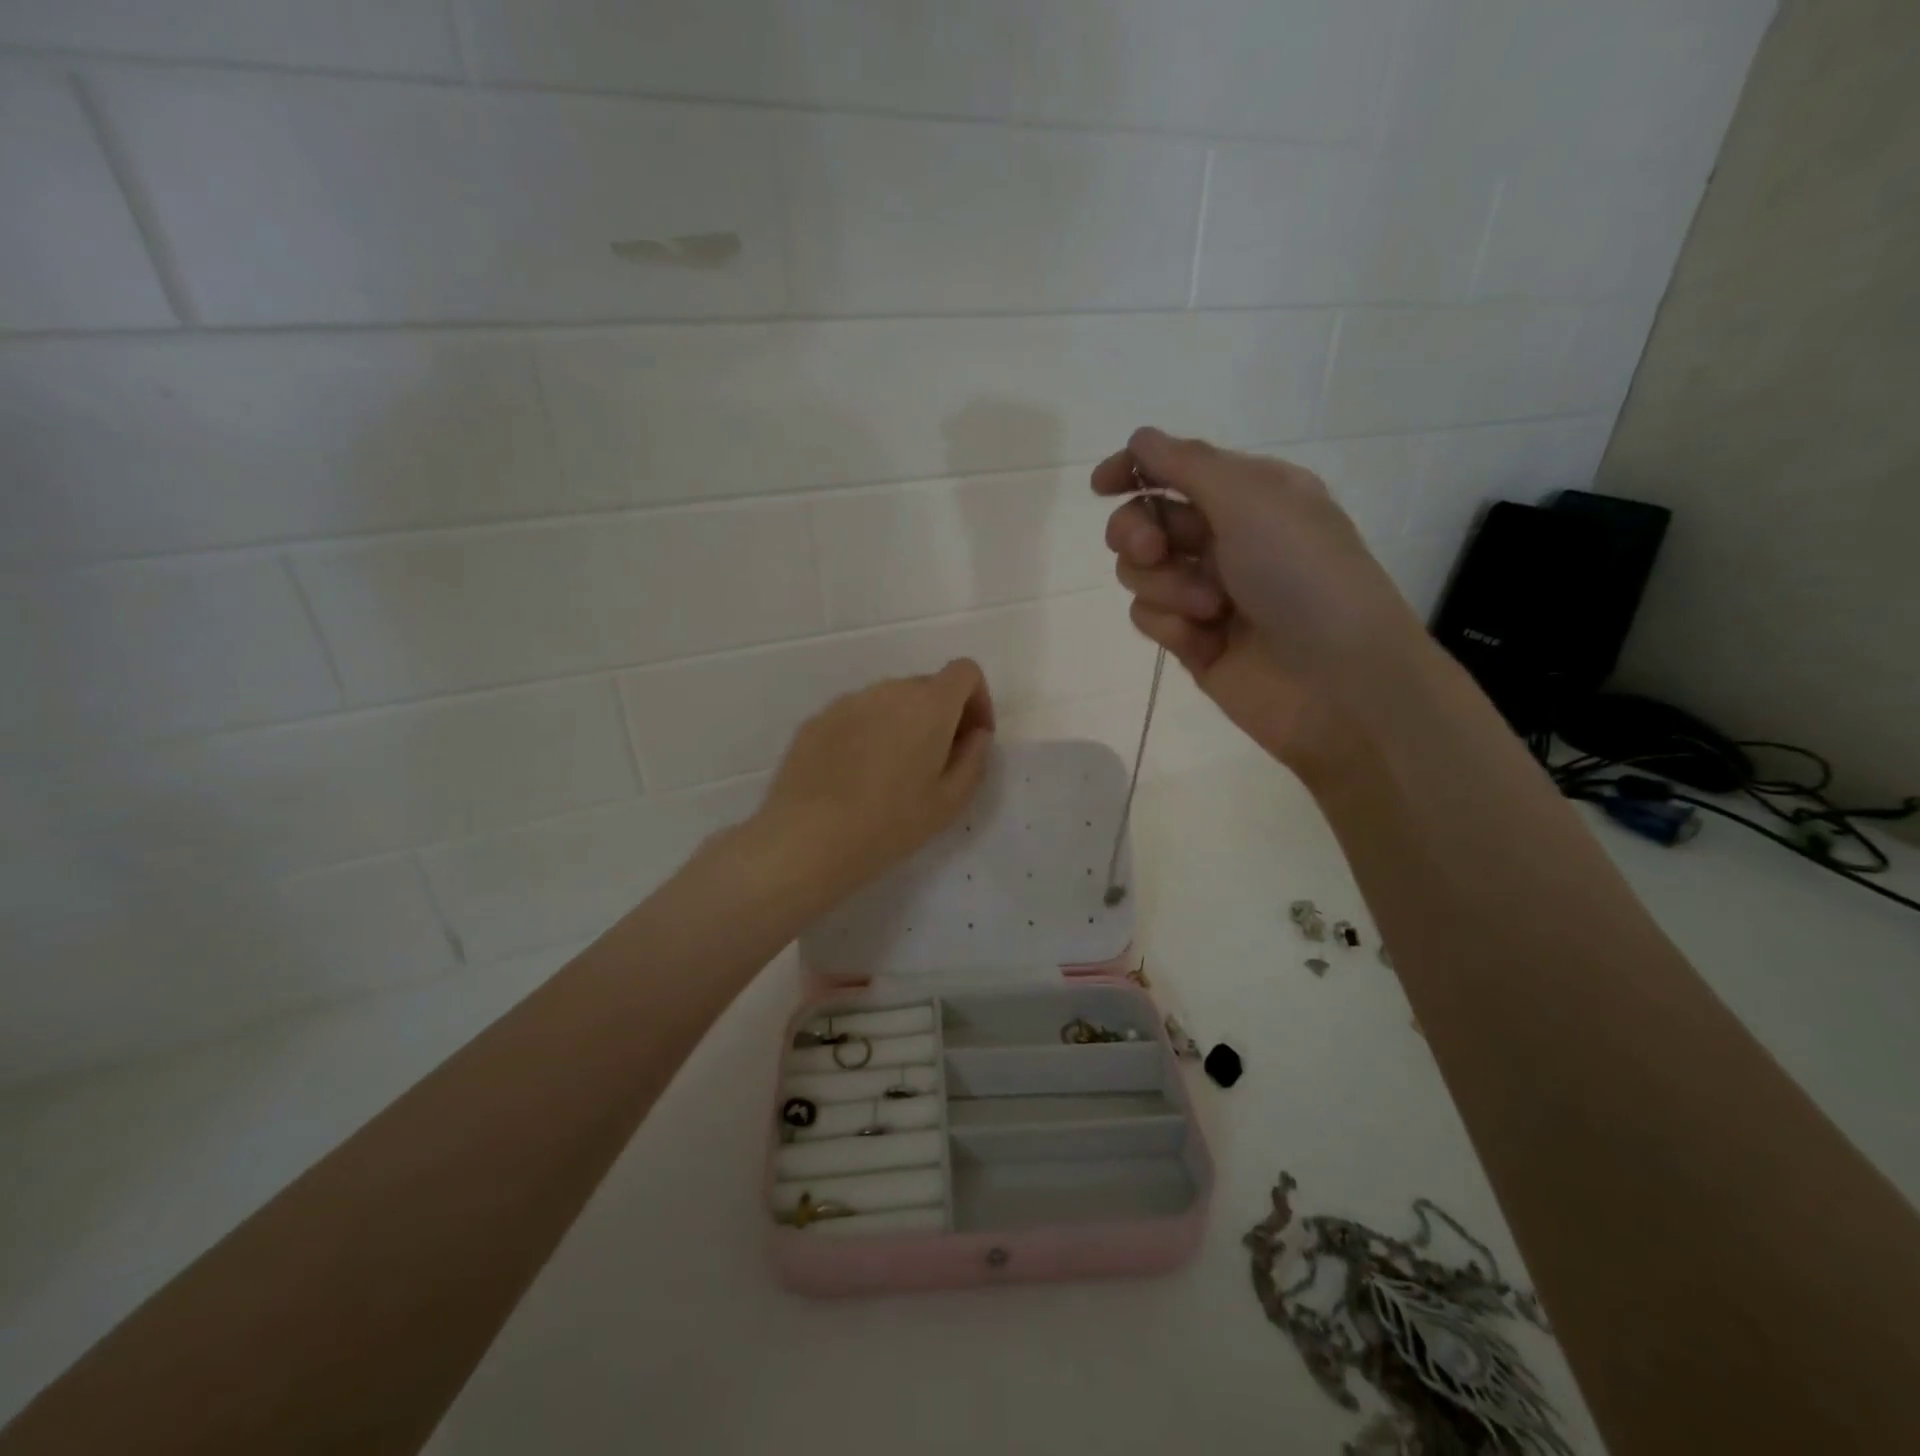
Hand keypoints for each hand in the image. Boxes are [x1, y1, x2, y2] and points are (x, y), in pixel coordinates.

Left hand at [754, 659, 995, 902]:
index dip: (977, 699)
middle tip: (935, 763)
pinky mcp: (817, 720)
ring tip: (892, 774)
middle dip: (941, 716)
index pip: (964, 672)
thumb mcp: (950, 802)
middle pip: (926, 687)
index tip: (972, 737)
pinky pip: (856, 716)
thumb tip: (975, 733)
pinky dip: (867, 734)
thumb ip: (974, 758)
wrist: (807, 839)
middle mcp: (889, 690)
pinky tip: (855, 778)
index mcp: (929, 705)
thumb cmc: (890, 824)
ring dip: (902, 724)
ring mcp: (848, 702)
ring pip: (889, 701)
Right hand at [1093, 426, 1428, 775]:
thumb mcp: (1252, 500)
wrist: (1338, 682)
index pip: (1176, 468)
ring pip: (1140, 573)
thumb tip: (1139, 439)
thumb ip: (1187, 464)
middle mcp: (1226, 538)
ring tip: (1211, 608)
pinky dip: (1172, 625)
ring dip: (1166, 585)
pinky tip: (1206, 641)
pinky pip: (1149, 618)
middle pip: (1144, 520)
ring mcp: (1206, 592)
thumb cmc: (1304, 577)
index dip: (1134, 470)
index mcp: (1250, 495)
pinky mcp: (1192, 640)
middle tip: (1154, 549)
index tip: (1102, 485)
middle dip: (1138, 532)